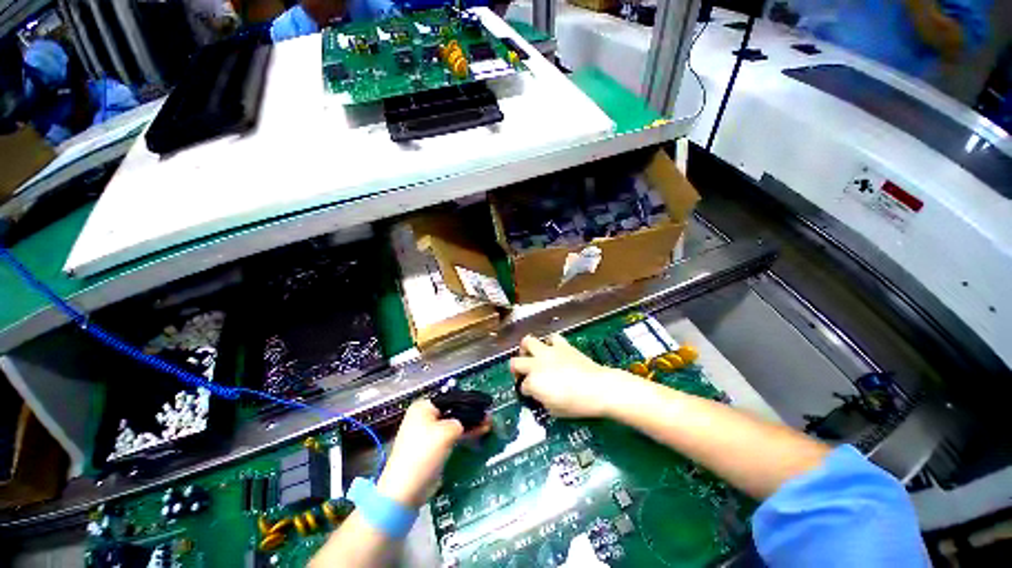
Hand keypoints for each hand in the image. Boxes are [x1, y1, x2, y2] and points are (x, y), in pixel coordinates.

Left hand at [376, 399, 489, 507]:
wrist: (405, 489)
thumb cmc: (424, 452)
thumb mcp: (447, 431)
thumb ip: (462, 420)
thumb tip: (471, 420)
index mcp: (424, 406)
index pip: (451, 397)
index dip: (469, 401)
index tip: (485, 404)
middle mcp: (424, 416)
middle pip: (453, 411)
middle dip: (471, 414)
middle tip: (489, 416)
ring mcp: (427, 433)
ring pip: (453, 424)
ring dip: (470, 424)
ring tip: (488, 424)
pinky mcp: (432, 448)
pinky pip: (451, 436)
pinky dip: (463, 434)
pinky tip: (478, 433)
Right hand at [509, 334, 635, 418]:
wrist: (598, 388)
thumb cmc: (576, 404)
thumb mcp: (554, 410)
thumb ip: (542, 399)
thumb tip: (541, 394)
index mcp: (533, 382)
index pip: (522, 386)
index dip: (526, 391)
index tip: (532, 395)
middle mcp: (536, 364)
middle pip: (515, 362)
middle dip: (516, 369)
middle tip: (523, 374)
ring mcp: (548, 352)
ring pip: (528, 341)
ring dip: (527, 349)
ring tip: (532, 355)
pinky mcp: (562, 345)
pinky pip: (552, 338)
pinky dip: (550, 343)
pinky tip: (553, 350)